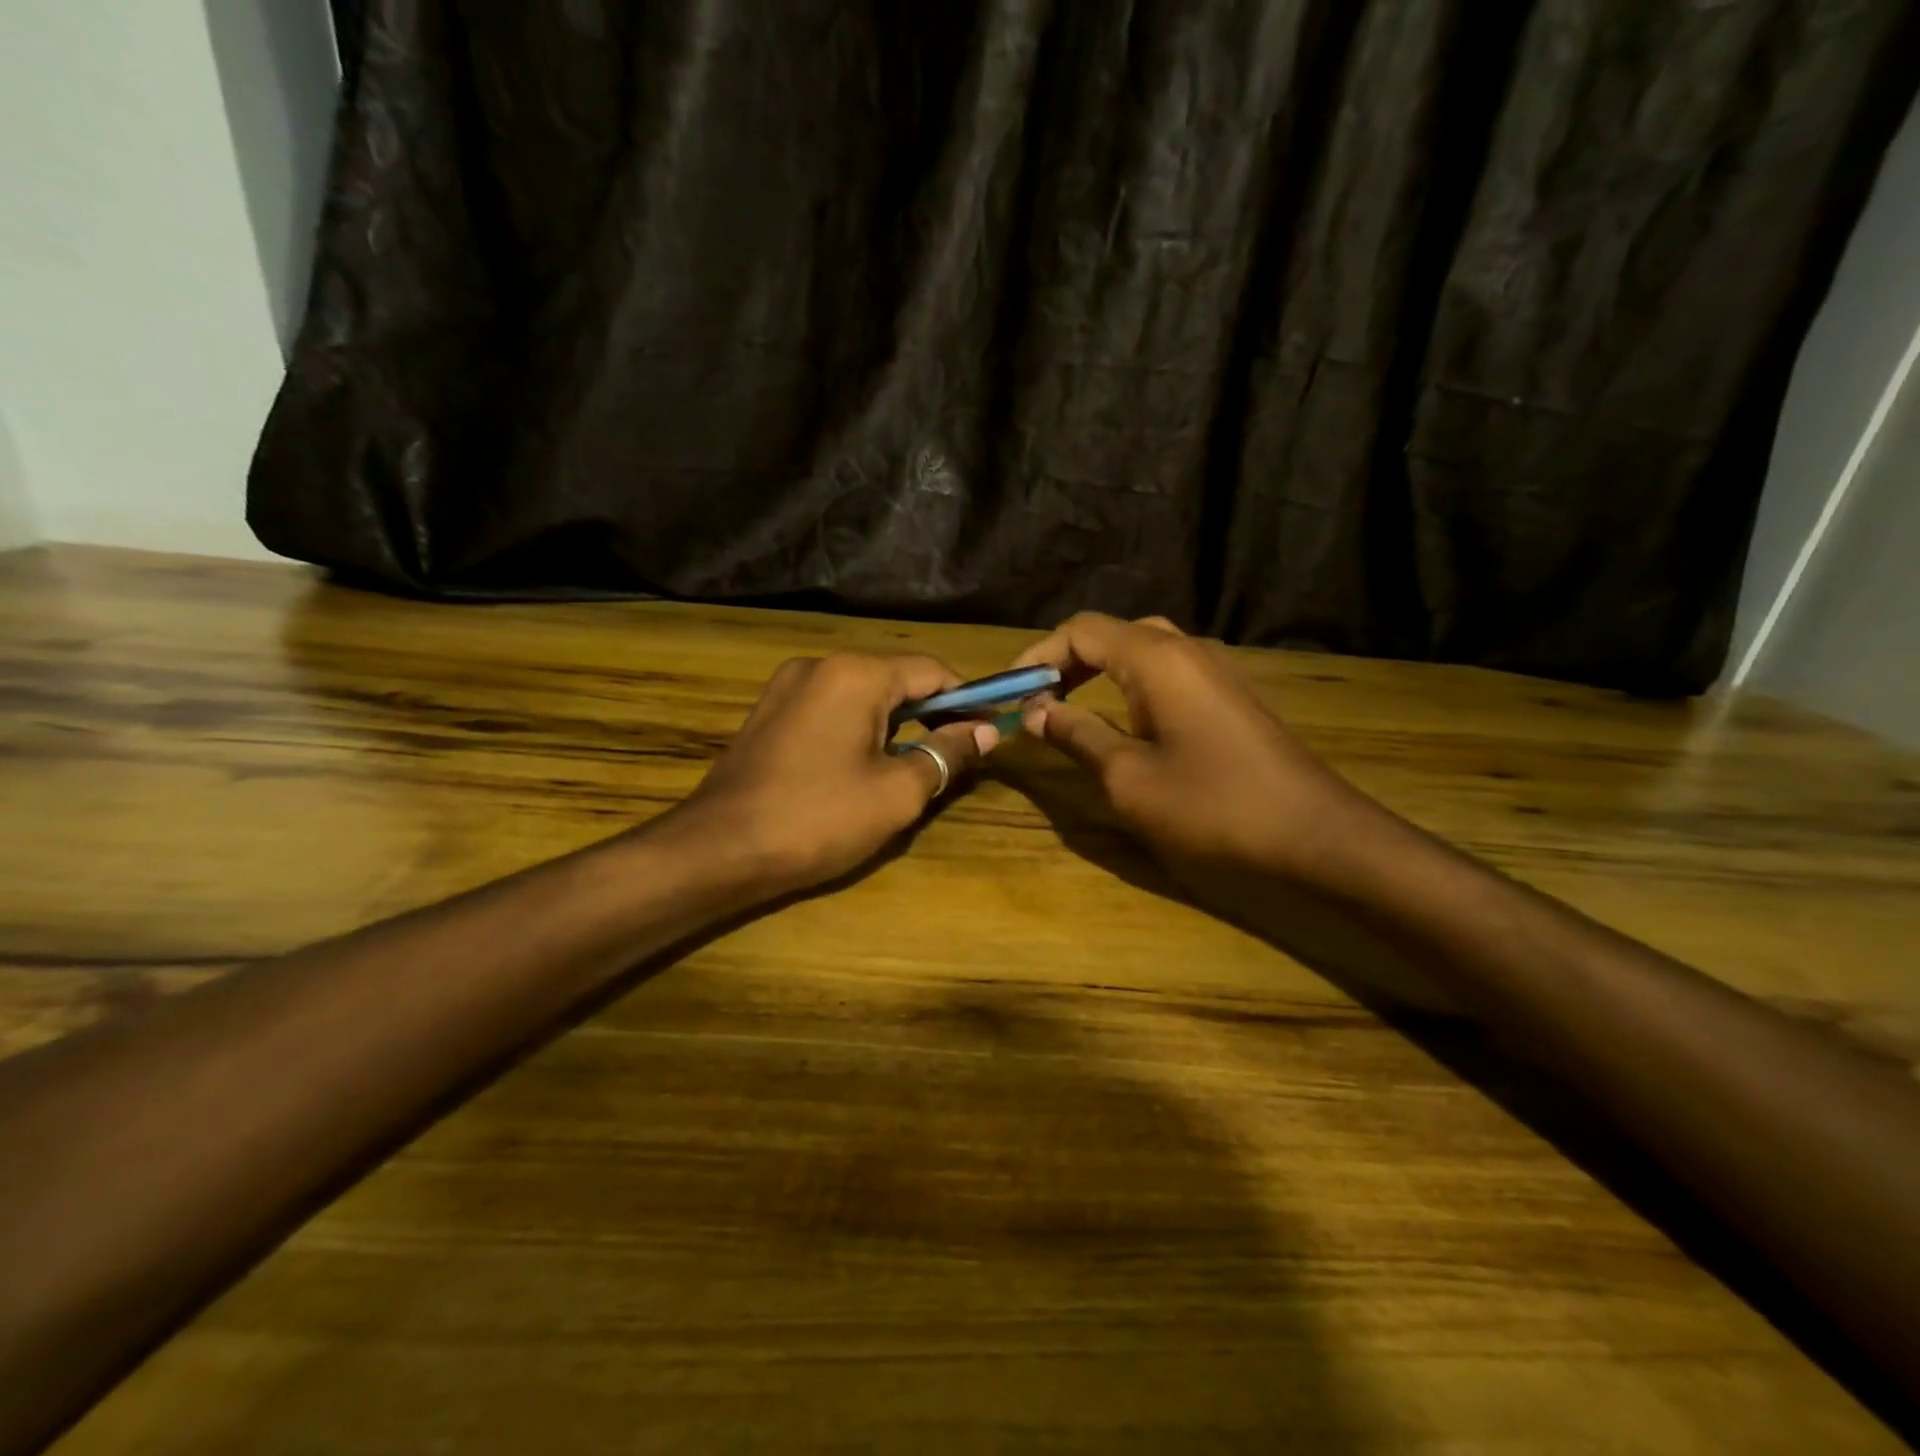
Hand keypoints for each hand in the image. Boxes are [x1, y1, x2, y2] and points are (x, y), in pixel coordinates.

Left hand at [673, 653, 995, 894]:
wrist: (718, 850)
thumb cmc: (818, 818)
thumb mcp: (897, 792)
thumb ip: (946, 753)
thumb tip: (985, 732)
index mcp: (855, 674)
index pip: (932, 671)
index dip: (967, 700)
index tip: (988, 733)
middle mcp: (820, 665)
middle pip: (896, 679)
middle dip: (931, 714)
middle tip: (955, 757)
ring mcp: (787, 687)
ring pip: (862, 696)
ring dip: (895, 725)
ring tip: (913, 768)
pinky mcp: (768, 713)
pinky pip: (830, 709)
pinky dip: (859, 730)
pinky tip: (863, 767)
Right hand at [1010, 614, 1377, 883]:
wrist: (1315, 835)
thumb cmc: (1212, 806)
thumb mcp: (1128, 777)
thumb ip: (1077, 735)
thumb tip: (1036, 712)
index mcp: (1156, 658)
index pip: (1081, 631)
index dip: (1039, 656)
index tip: (1012, 693)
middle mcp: (1187, 649)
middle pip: (1112, 634)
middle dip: (1068, 662)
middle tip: (1039, 701)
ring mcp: (1216, 670)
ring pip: (1143, 650)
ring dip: (1100, 673)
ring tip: (1070, 709)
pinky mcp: (1231, 695)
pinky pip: (1169, 672)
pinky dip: (1132, 685)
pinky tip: (1124, 721)